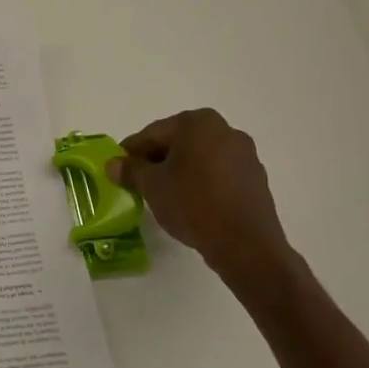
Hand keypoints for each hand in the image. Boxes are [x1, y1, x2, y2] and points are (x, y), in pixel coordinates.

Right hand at [108, 109, 302, 303]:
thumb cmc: (193, 204)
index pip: (153, 134)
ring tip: (164, 195)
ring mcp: (245, 154)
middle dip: (157, 160)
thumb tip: (113, 164)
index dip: (131, 152)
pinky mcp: (255, 178)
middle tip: (138, 181)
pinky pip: (218, 173)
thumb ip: (130, 170)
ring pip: (199, 158)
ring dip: (180, 171)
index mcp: (197, 123)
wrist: (245, 245)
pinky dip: (202, 182)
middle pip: (178, 142)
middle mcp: (225, 129)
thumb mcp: (152, 186)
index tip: (118, 168)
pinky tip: (191, 203)